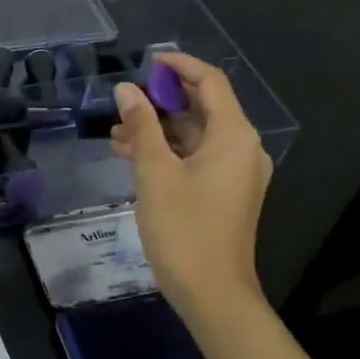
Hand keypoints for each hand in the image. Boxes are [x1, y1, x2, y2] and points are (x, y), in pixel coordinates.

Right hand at [111, 52, 308, 358]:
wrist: (213, 296)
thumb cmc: (184, 230)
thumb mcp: (155, 173)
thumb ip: (141, 126)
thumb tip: (127, 90)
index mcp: (234, 136)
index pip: (209, 81)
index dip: (178, 66)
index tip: (145, 62)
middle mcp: (242, 148)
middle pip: (203, 107)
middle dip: (161, 101)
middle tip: (123, 104)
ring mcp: (236, 172)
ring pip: (195, 135)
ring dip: (159, 129)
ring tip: (117, 135)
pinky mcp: (226, 193)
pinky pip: (197, 157)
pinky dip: (169, 152)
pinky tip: (133, 157)